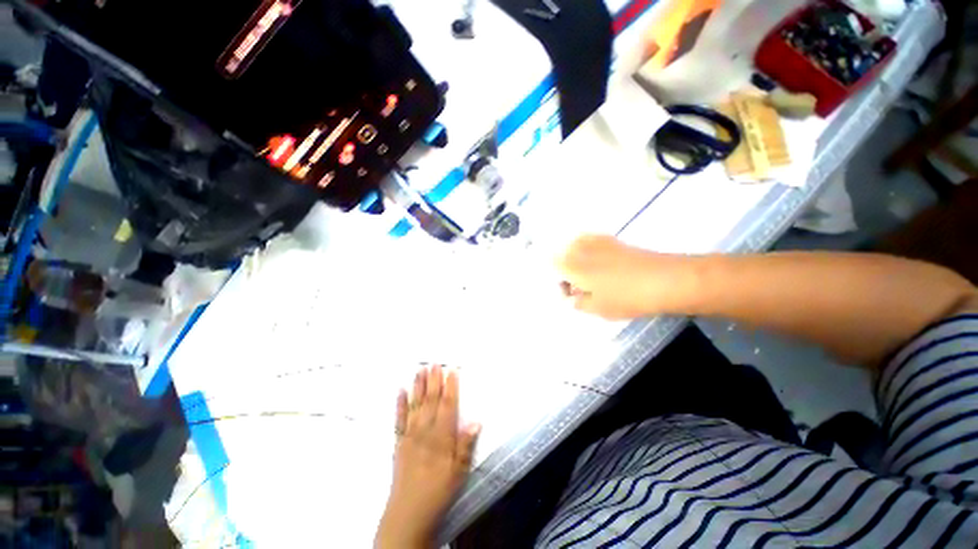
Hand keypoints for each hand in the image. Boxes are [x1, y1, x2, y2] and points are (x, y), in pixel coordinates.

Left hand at [376, 365, 479, 548]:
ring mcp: (409, 435)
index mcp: (441, 436)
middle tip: (434, 362)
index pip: (448, 405)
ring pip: (415, 405)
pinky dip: (400, 404)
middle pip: (431, 400)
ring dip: (418, 386)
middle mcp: (425, 431)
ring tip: (420, 369)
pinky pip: (399, 419)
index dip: (450, 387)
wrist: (408, 513)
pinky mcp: (399, 442)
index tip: (452, 370)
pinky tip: (401, 390)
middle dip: (434, 380)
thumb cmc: (438, 491)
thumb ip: (466, 445)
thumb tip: (476, 420)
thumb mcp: (459, 472)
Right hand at [556, 235, 689, 319]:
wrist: (664, 279)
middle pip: (561, 254)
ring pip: (575, 245)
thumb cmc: (626, 297)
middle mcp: (580, 249)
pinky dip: (588, 249)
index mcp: (572, 265)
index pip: (552, 266)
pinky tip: (600, 263)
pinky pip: (590, 240)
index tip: (570, 294)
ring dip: (575, 259)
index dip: (558, 281)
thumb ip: (578, 303)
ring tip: (589, 276)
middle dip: (565, 270)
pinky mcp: (612, 240)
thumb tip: (571, 298)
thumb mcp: (597, 308)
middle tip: (578, 287)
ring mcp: (597, 241)